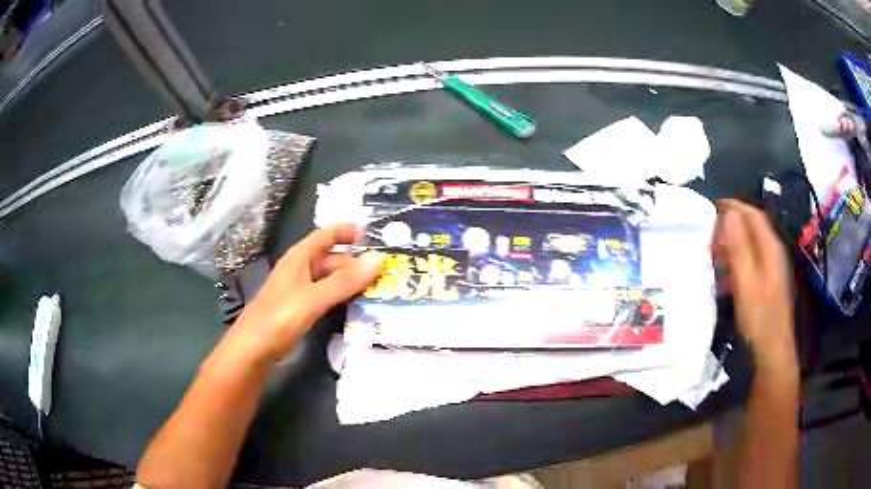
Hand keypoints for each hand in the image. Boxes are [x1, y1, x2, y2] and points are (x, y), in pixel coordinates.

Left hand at [220, 224, 382, 366]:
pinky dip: (341, 298)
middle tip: (382, 273)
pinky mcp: (300, 310)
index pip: (324, 235)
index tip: (369, 235)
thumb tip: (378, 259)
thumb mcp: (314, 297)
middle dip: (354, 263)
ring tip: (376, 289)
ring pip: (329, 280)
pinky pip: (325, 297)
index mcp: (298, 259)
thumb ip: (345, 281)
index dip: (344, 231)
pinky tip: (355, 307)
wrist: (253, 349)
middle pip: (330, 259)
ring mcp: (299, 291)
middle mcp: (299, 271)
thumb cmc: (279, 318)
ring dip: (349, 282)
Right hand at [714, 200, 795, 370]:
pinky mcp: (769, 282)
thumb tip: (729, 214)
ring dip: (734, 240)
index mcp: (771, 248)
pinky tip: (728, 270)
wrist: (772, 351)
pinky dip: (738, 256)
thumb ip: (739, 248)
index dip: (735, 207)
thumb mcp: (747, 282)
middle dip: (733, 222)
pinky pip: (752, 259)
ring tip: (716, 248)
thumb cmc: (759, 317)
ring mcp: (773, 268)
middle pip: (754, 227)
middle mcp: (774, 252)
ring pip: (753, 243)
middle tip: (712, 229)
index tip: (714, 207)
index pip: (753, 215)